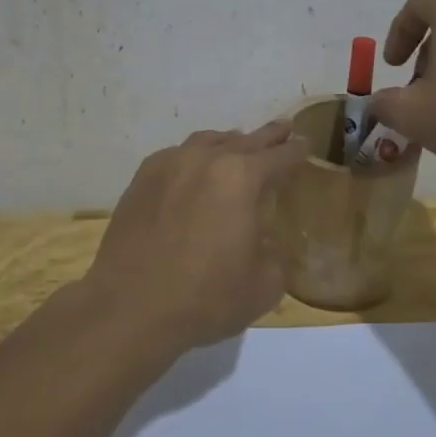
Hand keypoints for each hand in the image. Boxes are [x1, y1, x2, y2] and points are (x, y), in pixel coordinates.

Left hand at [82, 121, 307, 350]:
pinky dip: (194, 158)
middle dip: (269, 136)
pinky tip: (194, 171)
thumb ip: (273, 252)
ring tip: (238, 146)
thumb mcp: (264, 284)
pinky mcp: (142, 178)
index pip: (280, 156)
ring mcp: (170, 164)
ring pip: (208, 142)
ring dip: (229, 143)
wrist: (130, 307)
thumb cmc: (206, 297)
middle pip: (245, 139)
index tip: (305, 145)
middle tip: (284, 129)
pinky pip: (177, 156)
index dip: (297, 151)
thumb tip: (262, 240)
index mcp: (243, 178)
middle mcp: (206, 159)